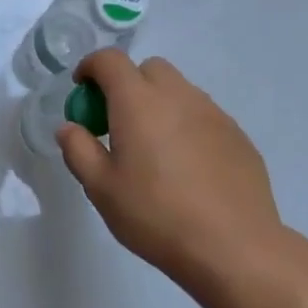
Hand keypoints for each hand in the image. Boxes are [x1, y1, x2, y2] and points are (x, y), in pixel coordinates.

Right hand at [59, 50, 283, 295]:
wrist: (233, 246)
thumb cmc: (156, 215)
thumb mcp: (101, 189)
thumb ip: (78, 150)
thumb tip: (69, 127)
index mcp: (139, 102)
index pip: (110, 60)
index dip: (90, 67)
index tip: (82, 92)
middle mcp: (178, 96)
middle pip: (148, 69)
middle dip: (127, 84)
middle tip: (116, 123)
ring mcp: (214, 113)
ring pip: (179, 90)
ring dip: (158, 104)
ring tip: (152, 149)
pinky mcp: (238, 135)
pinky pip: (203, 115)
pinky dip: (185, 125)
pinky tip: (186, 168)